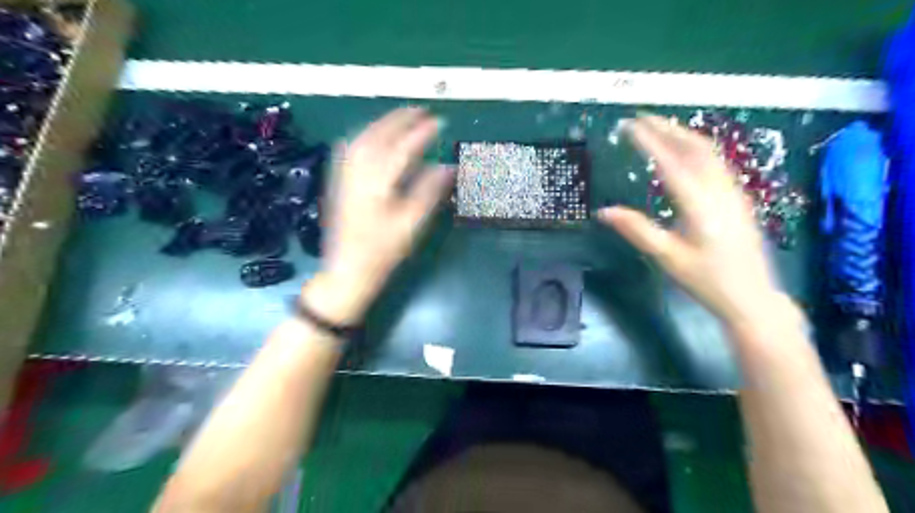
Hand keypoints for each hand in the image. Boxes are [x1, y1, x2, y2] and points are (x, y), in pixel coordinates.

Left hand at [303, 109, 453, 323]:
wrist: (346, 270)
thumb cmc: (382, 251)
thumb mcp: (411, 225)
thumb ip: (429, 193)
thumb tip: (448, 167)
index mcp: (378, 183)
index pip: (403, 149)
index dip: (422, 133)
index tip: (439, 122)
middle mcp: (358, 173)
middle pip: (379, 136)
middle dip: (400, 119)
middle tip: (420, 110)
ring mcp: (345, 176)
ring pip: (362, 139)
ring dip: (382, 123)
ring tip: (401, 117)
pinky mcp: (339, 182)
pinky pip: (350, 149)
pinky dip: (364, 136)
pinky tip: (371, 135)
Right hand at [602, 113, 777, 325]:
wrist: (752, 297)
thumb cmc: (707, 280)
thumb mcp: (668, 258)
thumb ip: (637, 231)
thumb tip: (603, 212)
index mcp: (700, 206)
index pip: (671, 164)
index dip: (649, 142)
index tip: (629, 126)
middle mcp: (720, 191)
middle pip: (695, 148)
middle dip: (667, 128)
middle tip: (641, 117)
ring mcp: (734, 192)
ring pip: (709, 152)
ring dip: (683, 134)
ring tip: (659, 127)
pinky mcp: (739, 197)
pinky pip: (716, 162)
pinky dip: (696, 147)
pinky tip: (685, 151)